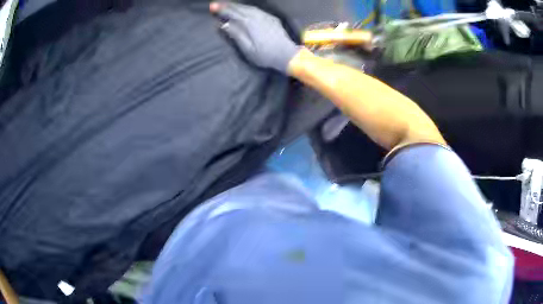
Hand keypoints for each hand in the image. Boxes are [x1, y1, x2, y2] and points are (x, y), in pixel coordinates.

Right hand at [210, 2, 300, 72]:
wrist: (287, 55)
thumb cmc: (265, 55)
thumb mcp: (247, 49)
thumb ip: (236, 35)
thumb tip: (224, 25)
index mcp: (249, 23)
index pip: (233, 13)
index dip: (222, 10)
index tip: (212, 7)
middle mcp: (257, 16)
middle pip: (240, 8)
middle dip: (228, 5)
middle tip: (216, 4)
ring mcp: (266, 16)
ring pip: (249, 7)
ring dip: (237, 6)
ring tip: (228, 5)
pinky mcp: (272, 18)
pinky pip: (256, 9)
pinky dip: (247, 8)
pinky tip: (244, 9)